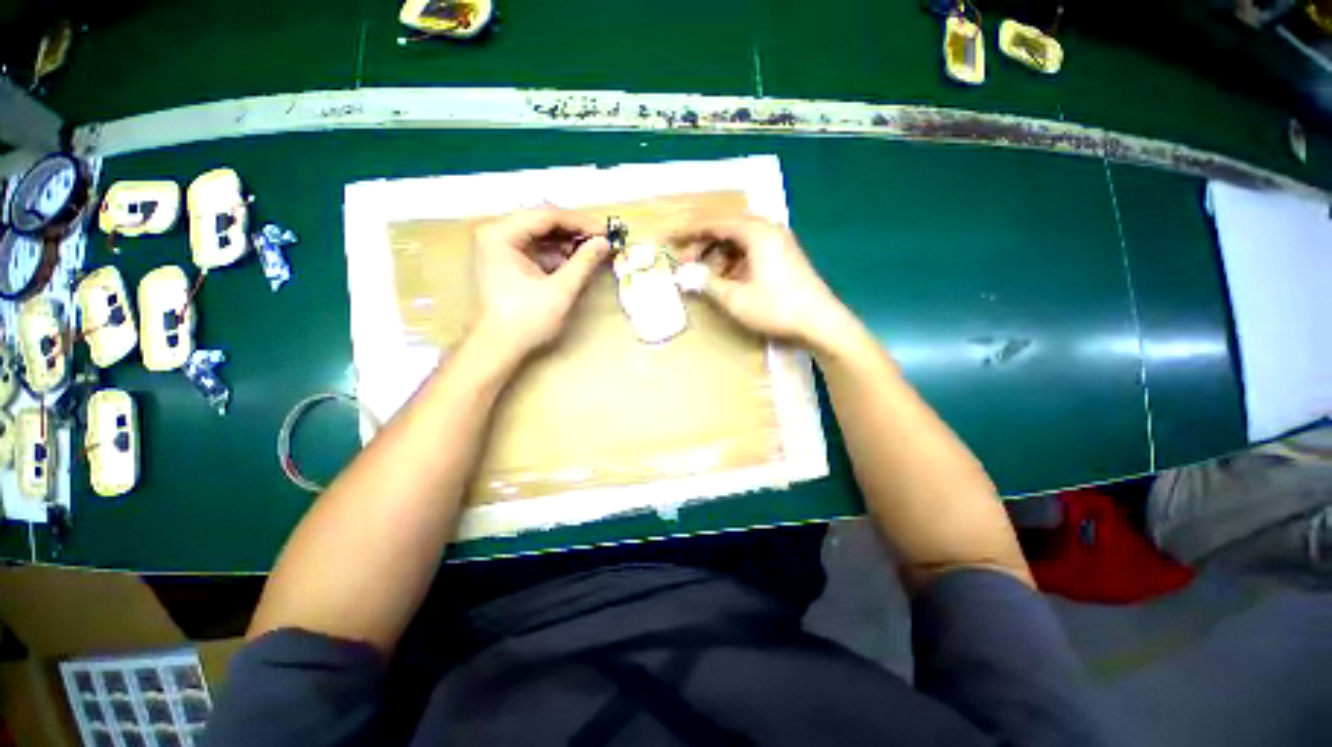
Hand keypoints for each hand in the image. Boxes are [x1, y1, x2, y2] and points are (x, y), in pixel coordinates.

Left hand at [469, 208, 610, 360]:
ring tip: (593, 249)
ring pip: (540, 235)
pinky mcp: (505, 262)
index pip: (546, 216)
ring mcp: (499, 247)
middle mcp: (496, 233)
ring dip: (567, 242)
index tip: (606, 230)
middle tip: (602, 238)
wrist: (497, 347)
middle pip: (542, 222)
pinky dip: (556, 254)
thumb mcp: (560, 290)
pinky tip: (576, 260)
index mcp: (501, 234)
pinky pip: (535, 249)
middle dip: (574, 230)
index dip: (580, 222)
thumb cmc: (526, 319)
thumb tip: (604, 243)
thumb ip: (583, 263)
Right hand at [671, 216, 852, 351]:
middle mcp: (768, 229)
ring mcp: (778, 241)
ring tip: (702, 273)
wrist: (821, 323)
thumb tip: (683, 274)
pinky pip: (750, 249)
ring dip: (717, 253)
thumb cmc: (776, 308)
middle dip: (702, 243)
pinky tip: (726, 278)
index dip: (688, 230)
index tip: (669, 239)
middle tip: (684, 261)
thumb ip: (707, 282)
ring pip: (738, 239)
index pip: (714, 222)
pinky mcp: (783, 255)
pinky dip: (733, 260)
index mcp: (756, 233)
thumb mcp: (735, 298)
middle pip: (726, 227)